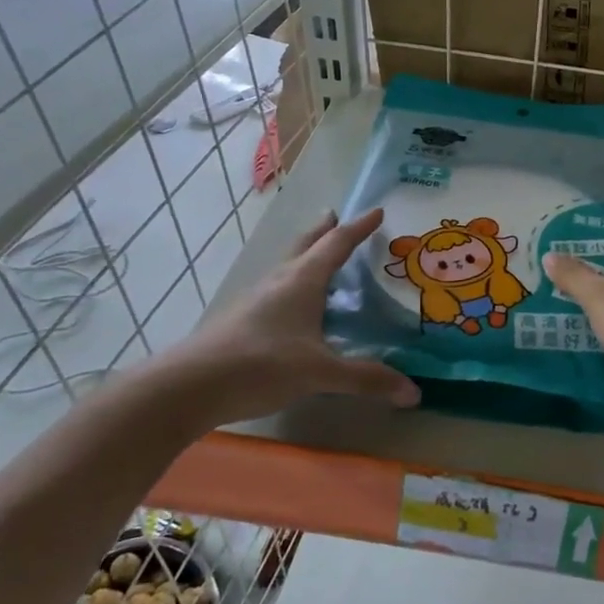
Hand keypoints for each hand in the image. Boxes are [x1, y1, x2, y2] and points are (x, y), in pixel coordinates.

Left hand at [156, 208, 419, 421]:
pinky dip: (295, 282)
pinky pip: (278, 288)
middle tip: (337, 217)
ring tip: (321, 257)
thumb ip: (367, 379)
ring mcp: (257, 299)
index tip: (377, 211)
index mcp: (302, 281)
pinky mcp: (243, 319)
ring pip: (289, 266)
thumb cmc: (261, 365)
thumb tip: (414, 392)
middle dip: (324, 230)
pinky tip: (297, 305)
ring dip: (307, 254)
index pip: (337, 244)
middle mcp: (280, 281)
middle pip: (306, 245)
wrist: (188, 387)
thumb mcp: (320, 372)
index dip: (359, 228)